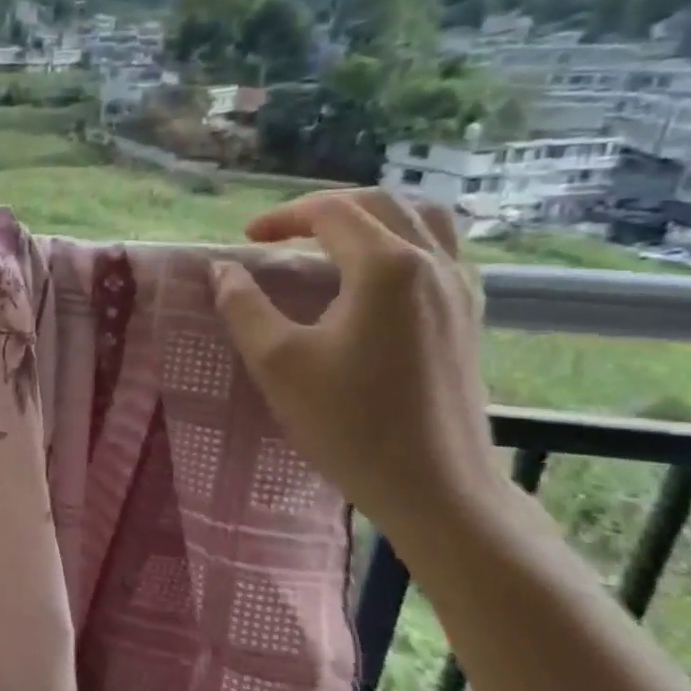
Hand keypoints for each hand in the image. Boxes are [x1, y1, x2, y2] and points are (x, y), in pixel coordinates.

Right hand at [210, 189, 506, 540]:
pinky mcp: (469, 316)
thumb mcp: (277, 362)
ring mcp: (460, 289)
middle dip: (322, 210)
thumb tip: (222, 269)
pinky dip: (402, 242)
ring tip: (330, 241)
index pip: (331, 212)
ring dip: (370, 217)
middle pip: (380, 204)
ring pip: (421, 220)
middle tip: (278, 234)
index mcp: (386, 267)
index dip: (282, 216)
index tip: (245, 239)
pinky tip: (375, 276)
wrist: (434, 486)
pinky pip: (441, 251)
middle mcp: (433, 264)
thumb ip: (243, 306)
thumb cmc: (348, 423)